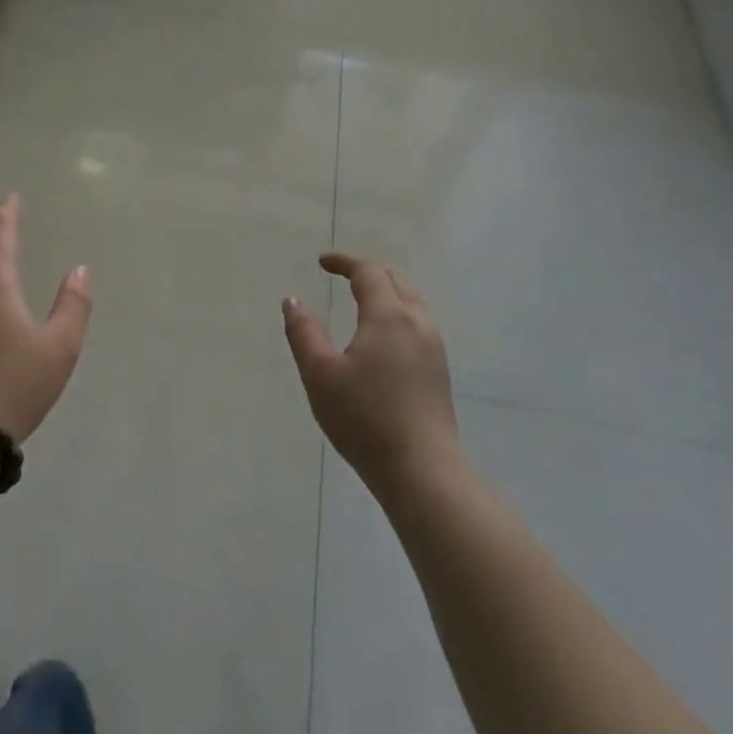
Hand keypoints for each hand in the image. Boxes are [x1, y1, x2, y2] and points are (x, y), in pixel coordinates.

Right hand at [282, 252, 460, 498]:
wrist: (422, 471)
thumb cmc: (364, 418)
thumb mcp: (319, 374)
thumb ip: (303, 332)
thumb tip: (293, 300)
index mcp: (388, 316)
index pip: (369, 273)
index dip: (345, 262)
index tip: (322, 262)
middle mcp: (417, 323)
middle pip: (396, 280)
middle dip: (368, 272)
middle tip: (342, 275)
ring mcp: (434, 348)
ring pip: (412, 302)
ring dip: (386, 291)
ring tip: (360, 300)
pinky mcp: (439, 372)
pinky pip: (418, 323)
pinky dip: (397, 312)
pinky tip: (382, 336)